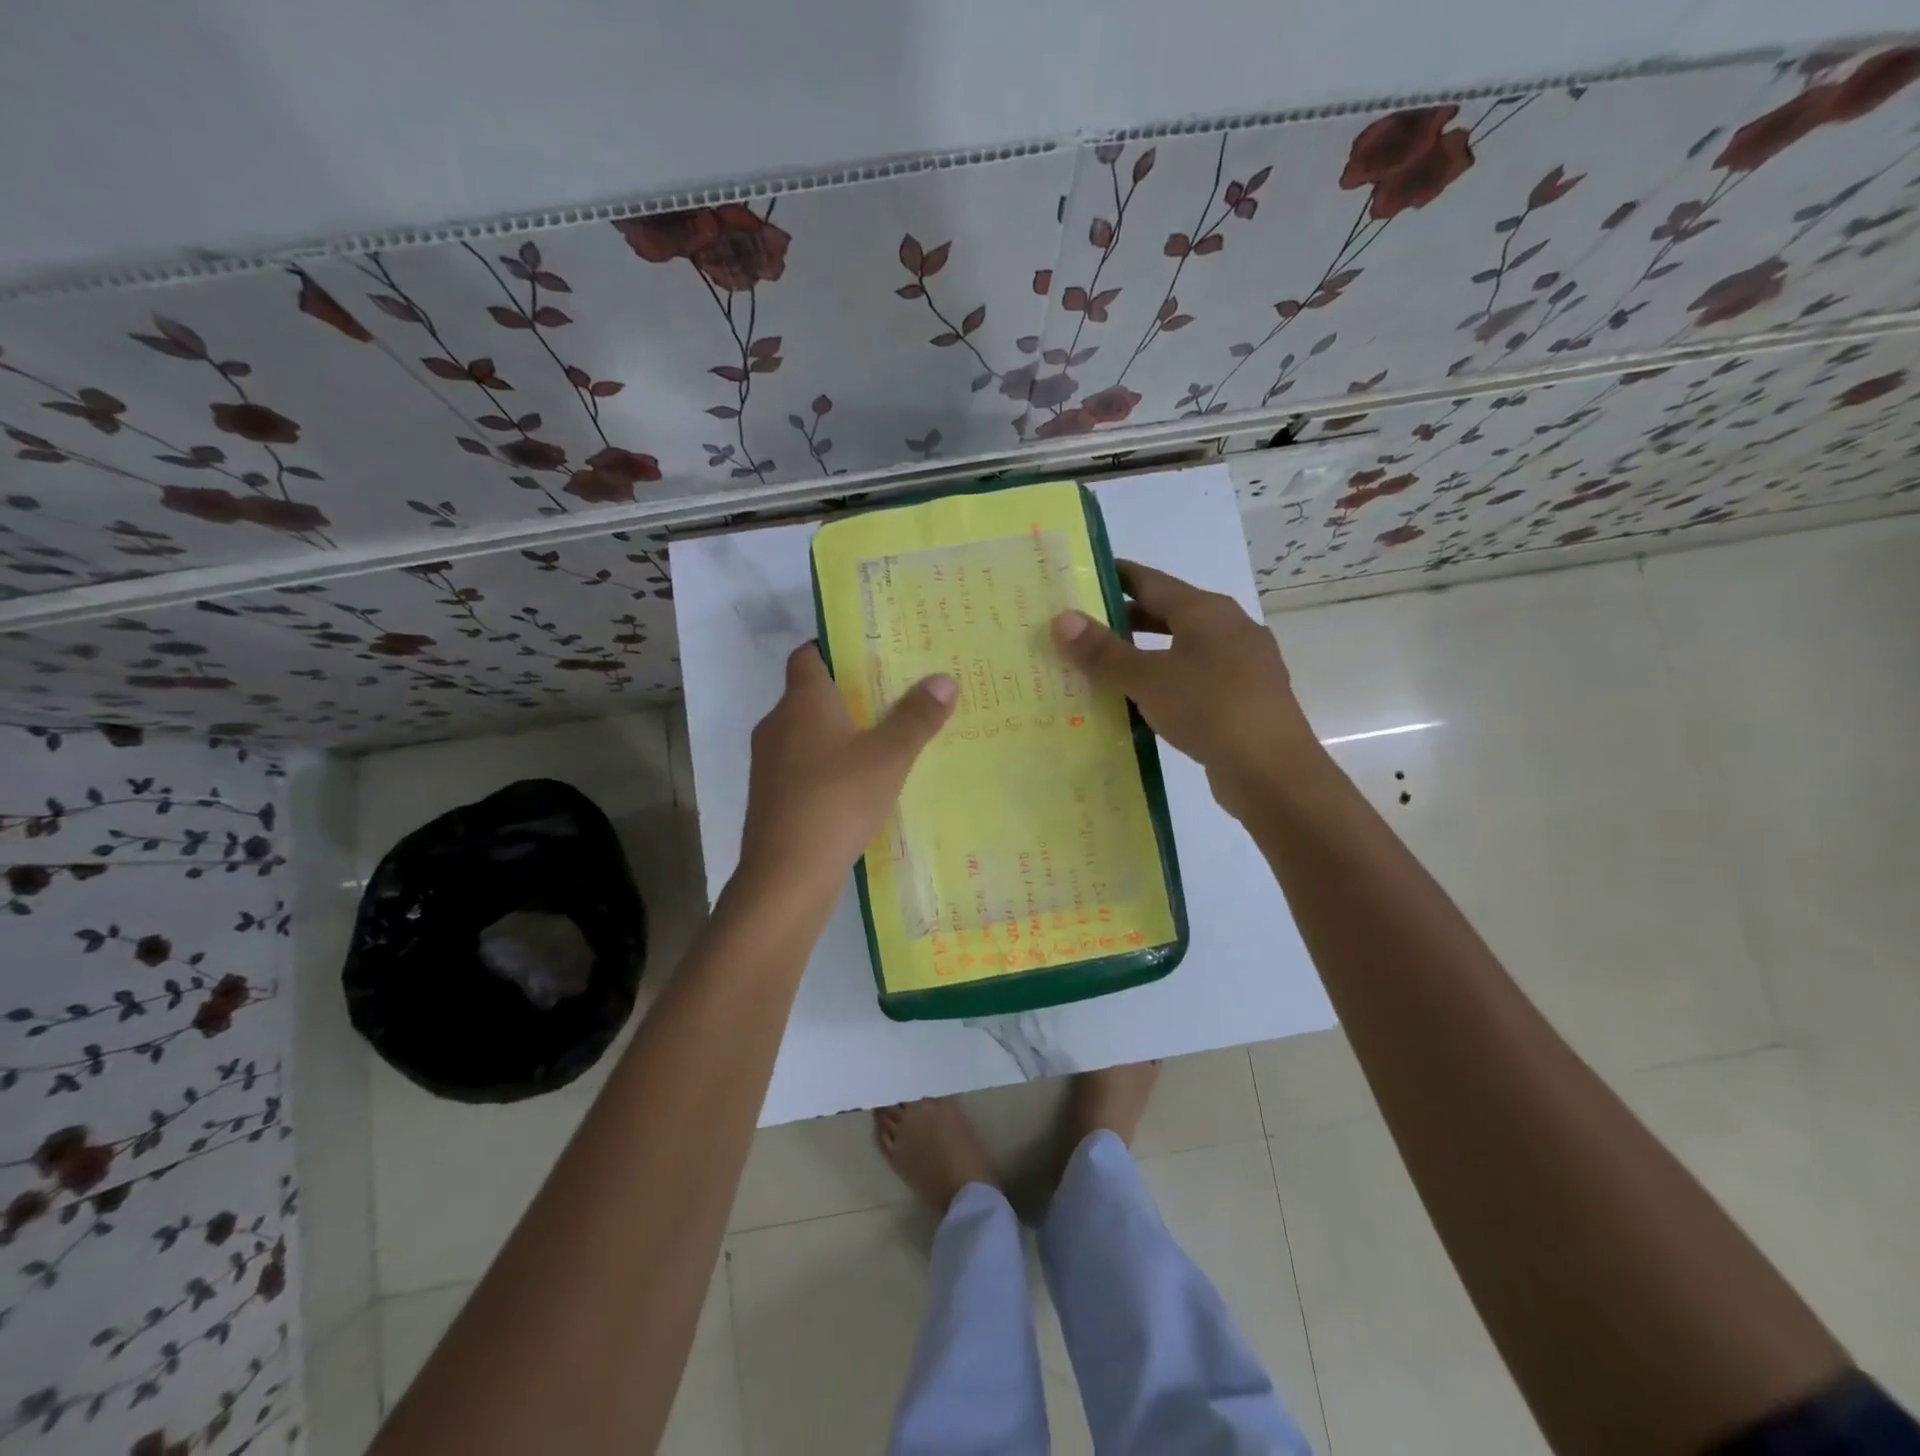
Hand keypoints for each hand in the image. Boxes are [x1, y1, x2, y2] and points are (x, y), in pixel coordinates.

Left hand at [737, 643, 956, 897]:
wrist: (786, 874)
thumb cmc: (837, 800)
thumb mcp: (889, 757)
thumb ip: (917, 718)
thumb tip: (944, 678)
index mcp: (802, 701)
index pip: (809, 655)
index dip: (835, 650)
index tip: (871, 656)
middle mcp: (778, 723)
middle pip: (810, 694)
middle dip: (847, 694)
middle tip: (892, 697)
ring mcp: (768, 763)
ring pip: (806, 733)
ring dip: (838, 734)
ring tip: (882, 741)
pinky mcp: (770, 796)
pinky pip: (802, 766)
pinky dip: (827, 766)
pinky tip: (857, 786)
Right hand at [1051, 561, 1317, 817]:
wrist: (1272, 772)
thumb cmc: (1209, 709)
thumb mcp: (1148, 678)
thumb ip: (1104, 651)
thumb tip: (1062, 619)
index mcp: (1207, 611)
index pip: (1152, 581)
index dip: (1116, 576)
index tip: (1083, 576)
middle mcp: (1230, 629)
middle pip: (1169, 613)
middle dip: (1127, 618)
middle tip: (1084, 627)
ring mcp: (1243, 665)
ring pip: (1183, 649)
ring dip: (1147, 654)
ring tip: (1106, 666)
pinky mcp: (1244, 700)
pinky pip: (1195, 680)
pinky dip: (1166, 683)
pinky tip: (1144, 703)